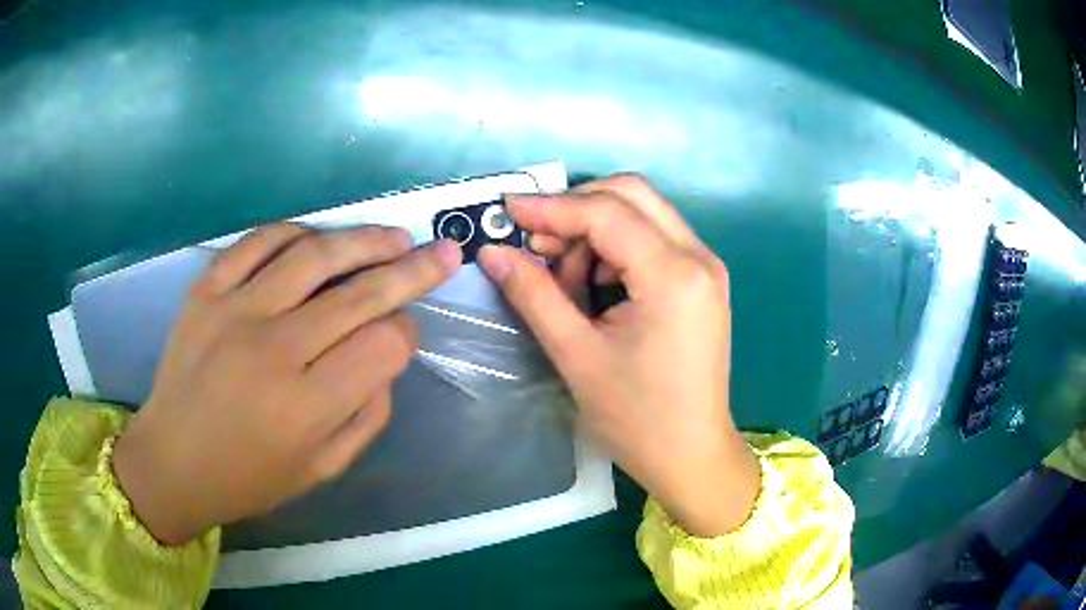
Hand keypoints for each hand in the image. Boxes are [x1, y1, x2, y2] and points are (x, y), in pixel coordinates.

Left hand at [112, 224, 461, 544]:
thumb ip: (368, 415)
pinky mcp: (205, 290)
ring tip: (393, 237)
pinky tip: (318, 239)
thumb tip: (390, 356)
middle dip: (412, 269)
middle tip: (443, 252)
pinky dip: (296, 233)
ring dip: (363, 240)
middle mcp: (272, 350)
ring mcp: (233, 311)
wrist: (172, 460)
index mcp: (305, 407)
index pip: (383, 346)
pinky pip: (259, 242)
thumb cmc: (250, 476)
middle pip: (359, 293)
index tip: (404, 335)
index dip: (406, 334)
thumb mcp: (322, 469)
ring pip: (313, 254)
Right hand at [478, 175, 758, 536]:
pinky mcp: (701, 282)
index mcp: (674, 275)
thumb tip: (492, 252)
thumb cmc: (637, 418)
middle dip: (576, 208)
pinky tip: (593, 285)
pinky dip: (616, 249)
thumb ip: (533, 294)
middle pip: (631, 194)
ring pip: (642, 214)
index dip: (550, 207)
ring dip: (595, 230)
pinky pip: (653, 241)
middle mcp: (699, 257)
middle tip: (536, 242)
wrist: (691, 456)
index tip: (507, 211)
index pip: (605, 212)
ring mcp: (705, 268)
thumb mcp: (577, 355)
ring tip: (563, 276)